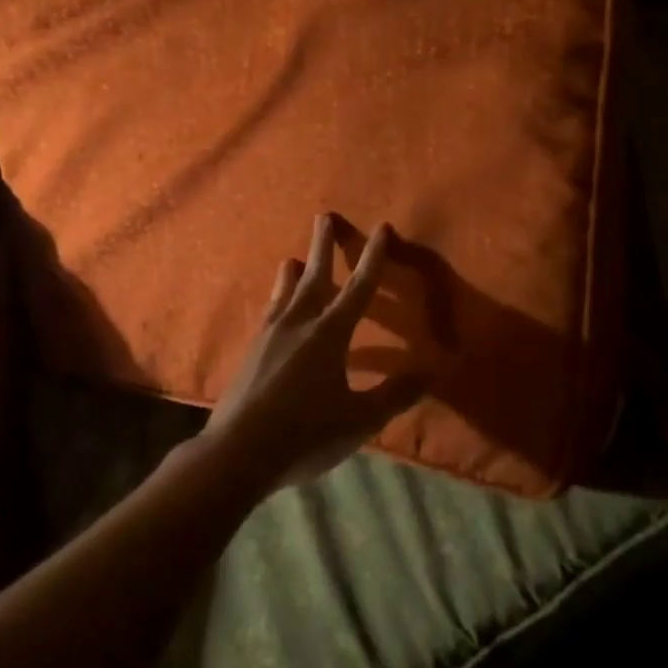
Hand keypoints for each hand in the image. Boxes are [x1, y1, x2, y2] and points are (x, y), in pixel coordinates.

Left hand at [203, 214, 423, 492]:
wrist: (238, 451)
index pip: (359, 287)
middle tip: (324, 216)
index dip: (373, 257)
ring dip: (293, 273)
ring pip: (285, 293)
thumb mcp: (359, 420)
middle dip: (323, 245)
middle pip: (315, 276)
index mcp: (329, 334)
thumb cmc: (305, 434)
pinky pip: (268, 313)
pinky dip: (275, 300)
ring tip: (293, 258)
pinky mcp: (251, 352)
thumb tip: (430, 372)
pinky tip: (273, 308)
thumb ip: (394, 395)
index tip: (381, 228)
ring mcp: (269, 335)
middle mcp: (298, 324)